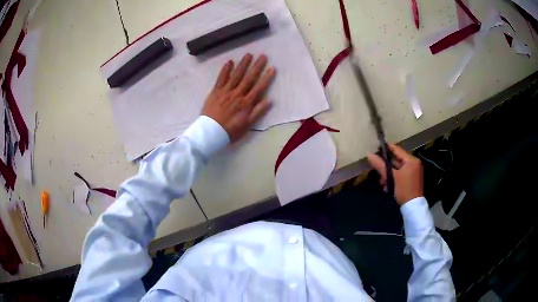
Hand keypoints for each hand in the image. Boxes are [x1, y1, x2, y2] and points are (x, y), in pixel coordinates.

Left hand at [201, 53, 275, 141]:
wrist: (210, 132)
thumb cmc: (230, 131)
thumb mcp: (247, 125)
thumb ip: (258, 112)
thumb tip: (270, 100)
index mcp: (246, 103)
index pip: (259, 88)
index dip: (266, 78)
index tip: (272, 68)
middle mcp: (238, 94)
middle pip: (249, 78)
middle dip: (257, 67)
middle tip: (262, 56)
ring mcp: (226, 91)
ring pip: (236, 75)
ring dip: (243, 65)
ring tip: (248, 55)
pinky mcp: (216, 91)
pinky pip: (221, 78)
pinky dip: (225, 70)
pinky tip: (230, 62)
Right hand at [367, 143, 422, 205]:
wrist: (412, 207)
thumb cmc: (404, 189)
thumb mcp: (391, 177)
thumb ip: (381, 165)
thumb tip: (369, 155)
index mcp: (411, 160)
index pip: (397, 150)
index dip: (387, 148)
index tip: (377, 146)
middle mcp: (414, 164)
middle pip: (396, 161)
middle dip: (386, 167)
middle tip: (377, 171)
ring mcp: (413, 172)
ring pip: (397, 169)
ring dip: (388, 175)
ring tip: (382, 183)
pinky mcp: (411, 180)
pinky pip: (400, 175)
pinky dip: (393, 179)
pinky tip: (387, 187)